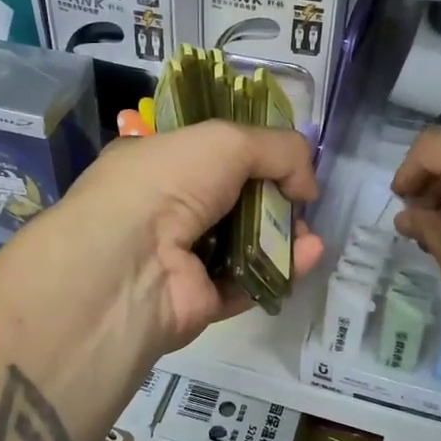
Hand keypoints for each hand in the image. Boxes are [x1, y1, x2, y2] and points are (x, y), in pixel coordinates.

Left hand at [17, 121, 323, 355]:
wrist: (130, 263)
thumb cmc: (168, 184)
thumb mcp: (226, 140)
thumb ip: (277, 149)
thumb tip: (307, 185)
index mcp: (154, 163)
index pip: (207, 153)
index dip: (250, 153)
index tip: (287, 160)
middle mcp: (162, 209)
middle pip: (231, 200)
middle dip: (272, 198)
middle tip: (302, 201)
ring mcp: (178, 258)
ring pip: (242, 244)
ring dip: (281, 235)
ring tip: (310, 232)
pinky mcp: (197, 300)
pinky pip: (246, 281)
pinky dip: (280, 269)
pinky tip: (308, 256)